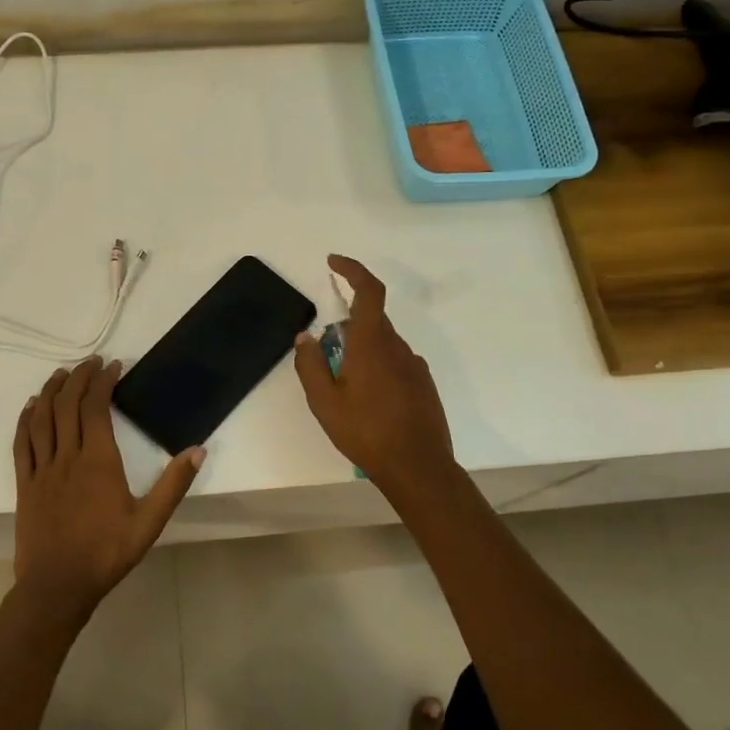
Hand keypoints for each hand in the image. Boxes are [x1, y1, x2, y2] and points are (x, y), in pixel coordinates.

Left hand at [12, 358, 204, 619]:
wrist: (57, 586)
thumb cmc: (106, 553)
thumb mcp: (149, 522)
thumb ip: (173, 485)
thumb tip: (198, 450)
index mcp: (98, 461)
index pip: (97, 407)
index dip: (103, 382)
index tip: (113, 366)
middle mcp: (67, 456)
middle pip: (68, 405)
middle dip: (79, 378)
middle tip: (91, 362)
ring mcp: (42, 469)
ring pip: (43, 418)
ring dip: (52, 390)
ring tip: (62, 373)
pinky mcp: (25, 483)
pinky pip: (22, 443)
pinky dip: (26, 419)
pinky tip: (32, 406)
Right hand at [292, 256, 456, 491]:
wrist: (418, 468)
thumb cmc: (366, 433)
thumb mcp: (324, 402)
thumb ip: (310, 365)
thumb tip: (305, 337)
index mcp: (372, 344)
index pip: (368, 291)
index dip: (352, 270)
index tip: (333, 262)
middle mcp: (397, 347)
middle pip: (371, 320)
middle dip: (346, 328)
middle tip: (326, 358)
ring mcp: (415, 365)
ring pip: (383, 344)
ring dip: (361, 352)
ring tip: (345, 390)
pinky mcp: (424, 384)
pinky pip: (395, 363)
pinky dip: (378, 369)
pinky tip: (369, 402)